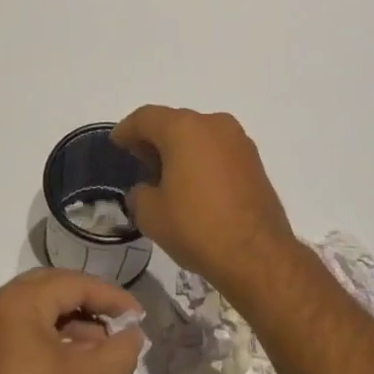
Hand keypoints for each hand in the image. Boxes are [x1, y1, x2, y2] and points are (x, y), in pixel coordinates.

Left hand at [0, 270, 143, 373]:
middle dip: (89, 306)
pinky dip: (49, 341)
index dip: (110, 297)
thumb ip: (120, 350)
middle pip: (51, 291)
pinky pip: (20, 333)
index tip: (137, 315)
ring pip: (35, 313)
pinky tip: (74, 364)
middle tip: (120, 323)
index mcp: (15, 302)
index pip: (72, 283)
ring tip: (103, 350)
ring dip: (71, 326)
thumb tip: (134, 335)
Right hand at [111, 106, 296, 297]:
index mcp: (183, 128)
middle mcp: (212, 124)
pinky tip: (193, 184)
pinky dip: (201, 158)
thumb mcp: (151, 215)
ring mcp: (238, 140)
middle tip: (138, 160)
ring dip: (180, 148)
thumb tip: (146, 190)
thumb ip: (139, 194)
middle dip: (154, 139)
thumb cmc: (197, 227)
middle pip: (174, 122)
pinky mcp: (254, 160)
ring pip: (198, 134)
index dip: (127, 130)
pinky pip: (217, 150)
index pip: (146, 118)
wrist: (257, 254)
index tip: (116, 143)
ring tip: (166, 175)